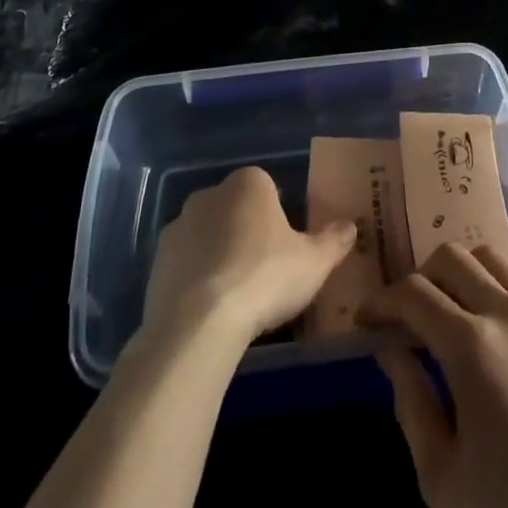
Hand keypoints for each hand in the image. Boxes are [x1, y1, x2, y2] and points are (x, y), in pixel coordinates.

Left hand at [144, 166, 355, 346]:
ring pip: (208, 235)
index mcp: (249, 183)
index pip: (269, 188)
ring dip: (219, 254)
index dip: (280, 216)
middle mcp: (210, 194)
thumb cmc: (264, 278)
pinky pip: (186, 263)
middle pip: (236, 209)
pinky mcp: (156, 261)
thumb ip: (334, 240)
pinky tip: (210, 309)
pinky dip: (197, 278)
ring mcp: (178, 226)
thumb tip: (351, 226)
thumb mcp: (314, 262)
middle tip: (265, 271)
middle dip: (248, 232)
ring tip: (237, 295)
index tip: (287, 247)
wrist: (197, 323)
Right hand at [360, 244, 507, 507]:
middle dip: (418, 278)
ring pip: (490, 256)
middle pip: (451, 257)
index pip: (414, 293)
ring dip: (459, 273)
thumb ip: (411, 402)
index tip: (367, 320)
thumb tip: (392, 351)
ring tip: (448, 311)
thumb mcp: (442, 477)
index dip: (382, 300)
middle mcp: (507, 314)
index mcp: (471, 347)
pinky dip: (496, 282)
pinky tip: (491, 320)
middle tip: (407, 318)